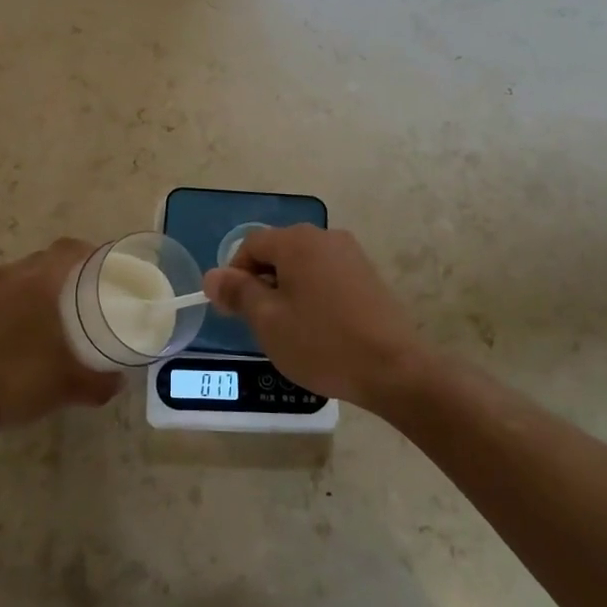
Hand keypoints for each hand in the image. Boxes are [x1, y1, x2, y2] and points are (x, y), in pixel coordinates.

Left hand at [0, 239, 122, 432]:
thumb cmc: (14, 381)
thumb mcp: (66, 387)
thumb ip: (98, 382)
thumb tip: (119, 382)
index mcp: (39, 282)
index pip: (68, 250)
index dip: (87, 252)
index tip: (101, 267)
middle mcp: (6, 276)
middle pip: (39, 262)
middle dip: (58, 274)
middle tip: (74, 299)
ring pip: (9, 280)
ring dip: (24, 292)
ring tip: (35, 320)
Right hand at [202, 225, 430, 410]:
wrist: (394, 369)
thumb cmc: (321, 342)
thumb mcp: (268, 320)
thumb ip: (237, 292)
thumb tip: (212, 275)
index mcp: (296, 241)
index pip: (250, 245)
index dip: (234, 275)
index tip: (233, 311)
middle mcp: (324, 236)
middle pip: (278, 252)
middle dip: (261, 283)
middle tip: (259, 324)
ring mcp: (351, 255)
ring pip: (303, 266)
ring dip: (287, 290)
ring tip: (290, 330)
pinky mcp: (369, 276)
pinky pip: (327, 276)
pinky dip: (313, 295)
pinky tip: (319, 329)